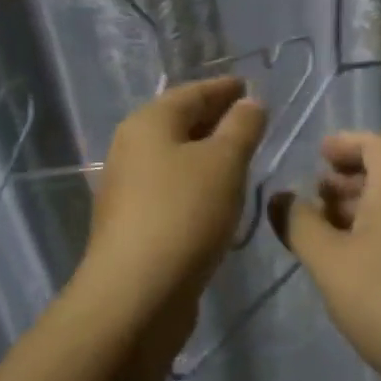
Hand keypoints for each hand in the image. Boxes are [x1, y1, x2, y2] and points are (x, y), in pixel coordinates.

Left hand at [83, 77, 267, 306]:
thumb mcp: (224, 162)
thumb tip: (250, 103)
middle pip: (179, 122)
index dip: (223, 88)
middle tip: (251, 119)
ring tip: (241, 154)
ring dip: (207, 152)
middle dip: (216, 118)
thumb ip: (241, 127)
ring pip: (176, 156)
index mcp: (148, 123)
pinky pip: (173, 187)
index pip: (192, 92)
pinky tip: (219, 194)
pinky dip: (197, 181)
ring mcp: (129, 187)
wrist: (136, 294)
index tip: (249, 86)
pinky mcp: (135, 222)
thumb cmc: (184, 213)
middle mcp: (132, 148)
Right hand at [268, 131, 380, 380]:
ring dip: (360, 210)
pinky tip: (357, 266)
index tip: (319, 155)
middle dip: (348, 180)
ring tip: (328, 234)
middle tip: (316, 197)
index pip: (377, 144)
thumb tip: (281, 196)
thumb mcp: (330, 261)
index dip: (346, 142)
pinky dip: (377, 235)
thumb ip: (300, 225)